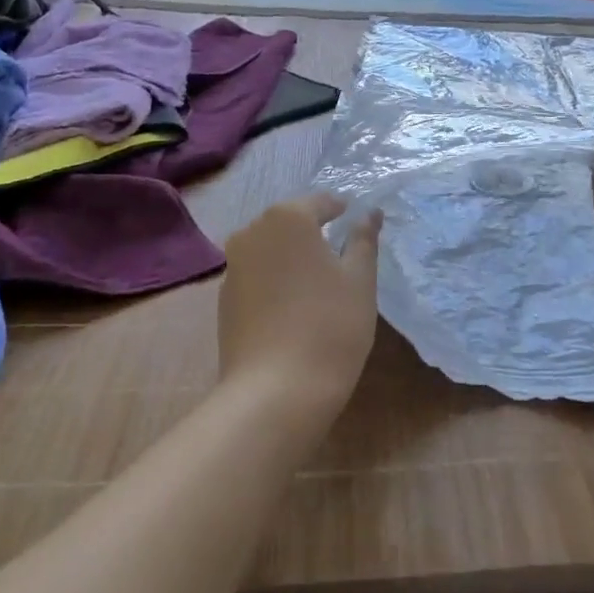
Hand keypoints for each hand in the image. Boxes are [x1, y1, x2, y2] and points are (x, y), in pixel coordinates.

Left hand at [217, 194, 382, 423]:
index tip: (357, 224)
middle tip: (341, 255)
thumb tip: (369, 213)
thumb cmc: (330, 325)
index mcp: (287, 218)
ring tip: (318, 283)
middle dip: (314, 233)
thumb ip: (363, 240)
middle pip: (290, 222)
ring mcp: (233, 267)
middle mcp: (252, 232)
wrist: (275, 390)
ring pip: (270, 250)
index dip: (342, 210)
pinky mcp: (224, 300)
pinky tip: (293, 308)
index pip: (320, 202)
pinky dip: (275, 282)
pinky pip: (256, 277)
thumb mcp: (360, 280)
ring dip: (292, 258)